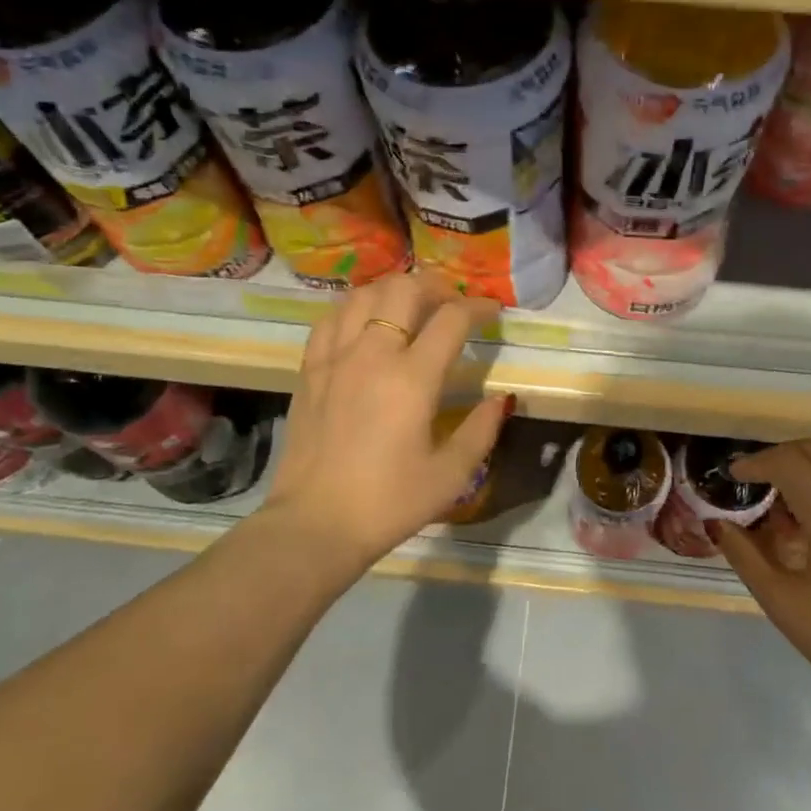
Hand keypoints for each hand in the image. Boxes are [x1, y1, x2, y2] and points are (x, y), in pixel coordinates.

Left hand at [259, 272, 509, 591]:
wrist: (315, 524)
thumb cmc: (389, 503)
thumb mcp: (450, 475)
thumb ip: (482, 430)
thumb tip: (501, 399)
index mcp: (412, 378)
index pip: (452, 318)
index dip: (479, 307)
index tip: (492, 311)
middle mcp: (372, 354)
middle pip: (404, 289)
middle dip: (436, 286)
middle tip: (452, 303)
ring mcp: (334, 358)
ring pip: (363, 294)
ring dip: (394, 290)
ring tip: (410, 307)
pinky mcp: (309, 370)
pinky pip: (331, 318)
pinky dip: (354, 308)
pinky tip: (365, 323)